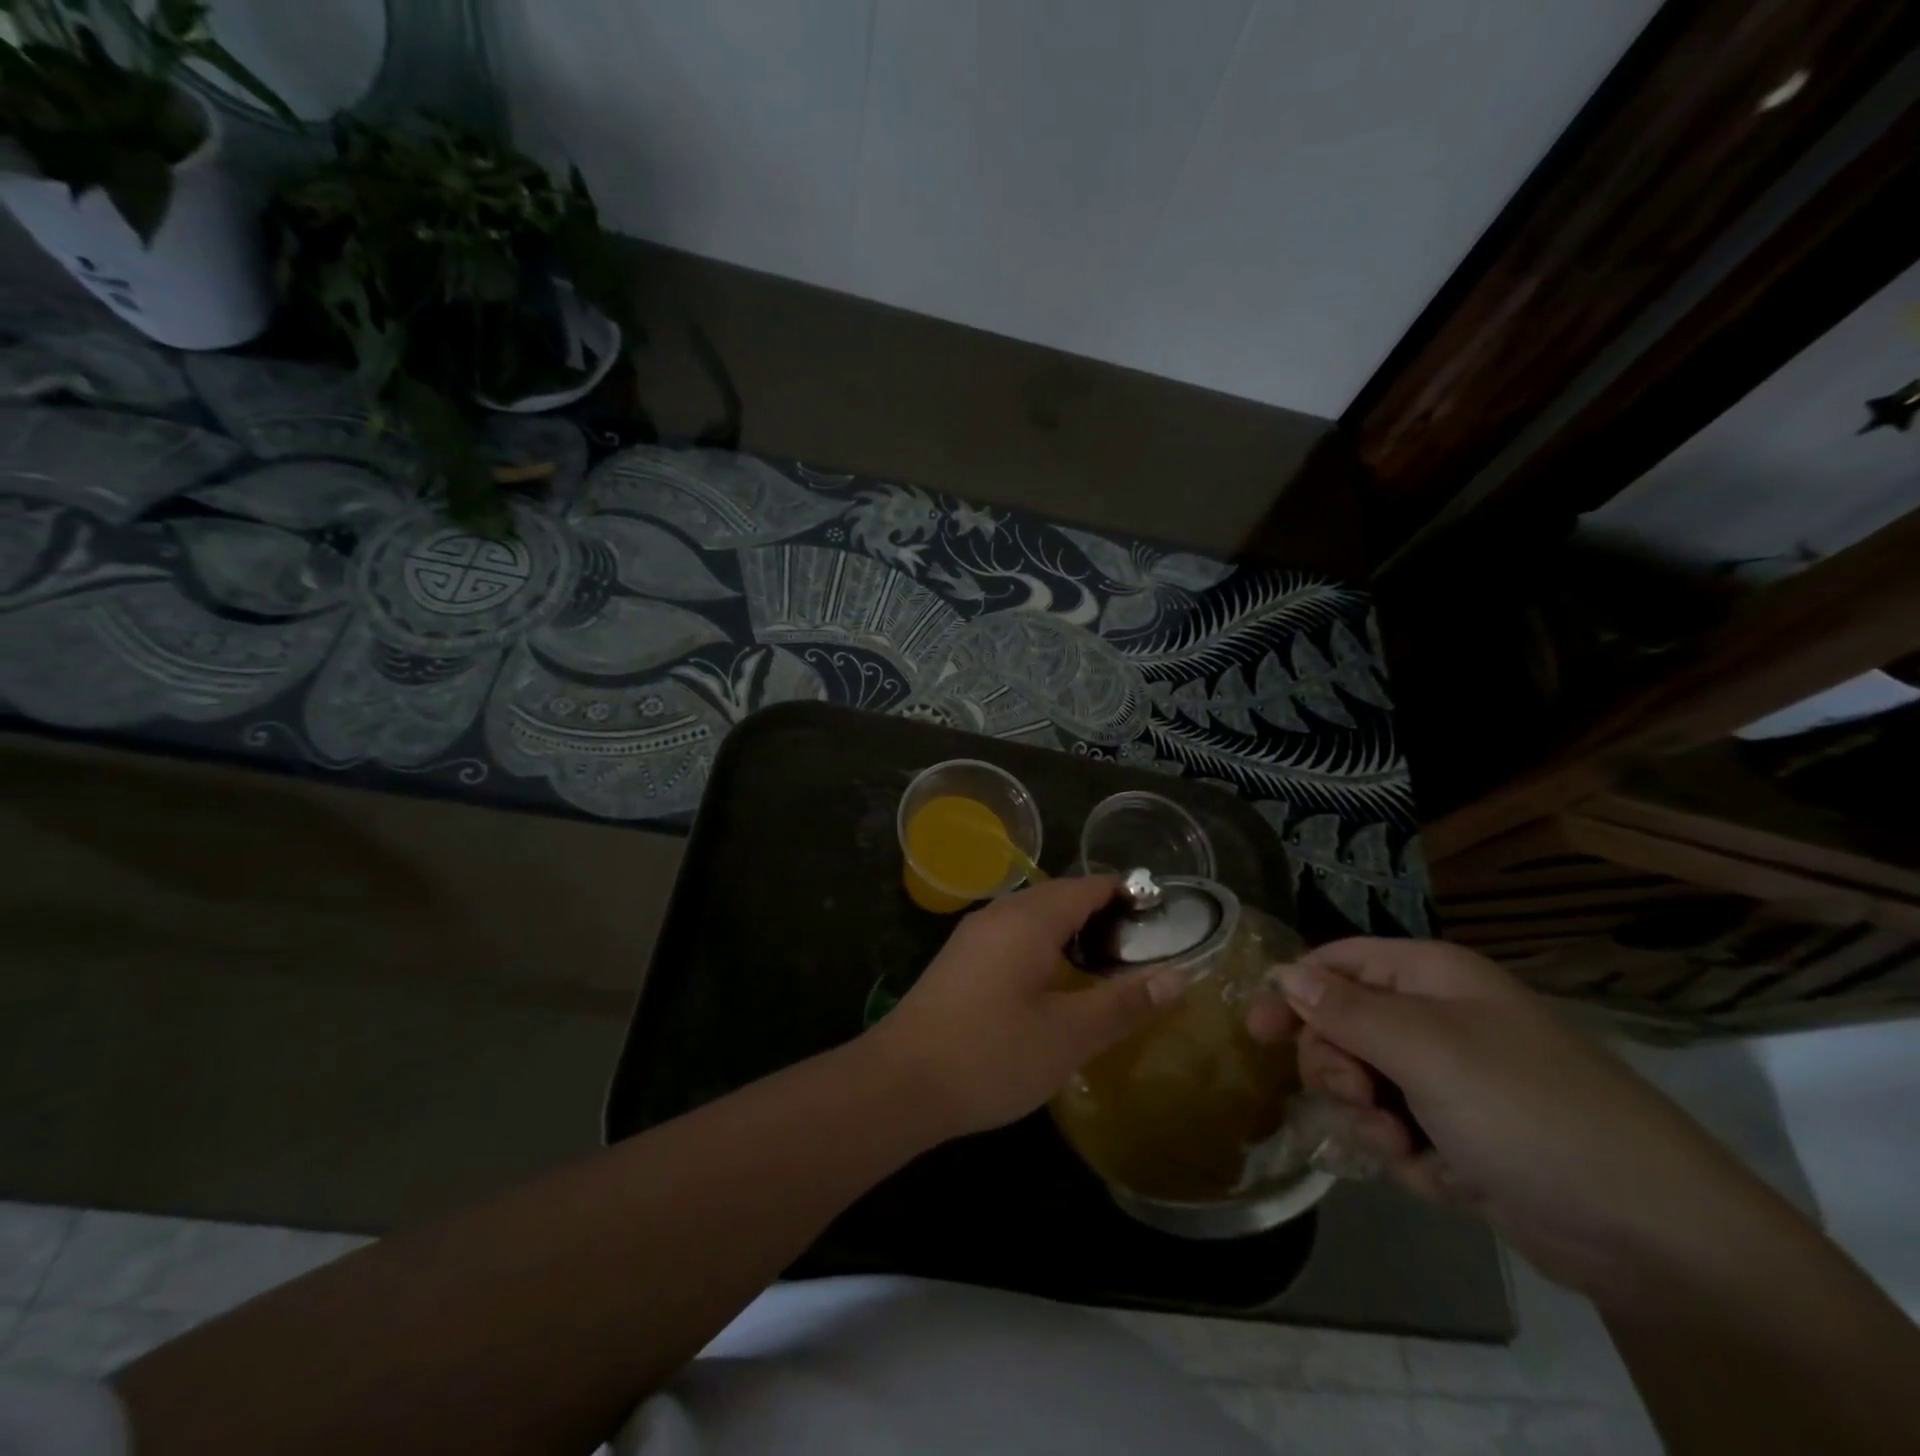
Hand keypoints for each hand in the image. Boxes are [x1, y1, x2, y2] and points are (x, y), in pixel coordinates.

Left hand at [863, 876, 1186, 1140]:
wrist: (899, 1083)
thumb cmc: (991, 1054)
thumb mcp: (1069, 1036)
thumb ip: (1124, 1004)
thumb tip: (1179, 977)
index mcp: (1028, 919)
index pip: (1087, 885)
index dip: (1126, 894)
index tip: (1161, 919)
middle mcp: (998, 914)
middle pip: (1059, 896)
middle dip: (1100, 915)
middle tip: (1139, 951)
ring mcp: (972, 937)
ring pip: (1032, 918)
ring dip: (1069, 932)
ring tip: (1103, 968)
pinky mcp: (958, 961)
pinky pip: (1011, 937)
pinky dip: (1041, 947)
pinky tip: (1051, 986)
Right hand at [1248, 938, 1768, 1297]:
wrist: (1652, 1235)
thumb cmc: (1527, 1110)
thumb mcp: (1425, 1048)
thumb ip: (1344, 1009)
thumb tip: (1284, 973)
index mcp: (1431, 978)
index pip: (1337, 963)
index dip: (1292, 990)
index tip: (1256, 1032)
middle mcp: (1438, 1019)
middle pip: (1342, 1026)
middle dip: (1337, 1066)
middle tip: (1356, 1097)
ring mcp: (1452, 1080)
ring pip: (1364, 1084)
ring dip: (1368, 1118)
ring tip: (1402, 1148)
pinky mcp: (1463, 1136)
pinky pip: (1398, 1132)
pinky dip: (1407, 1156)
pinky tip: (1443, 1177)